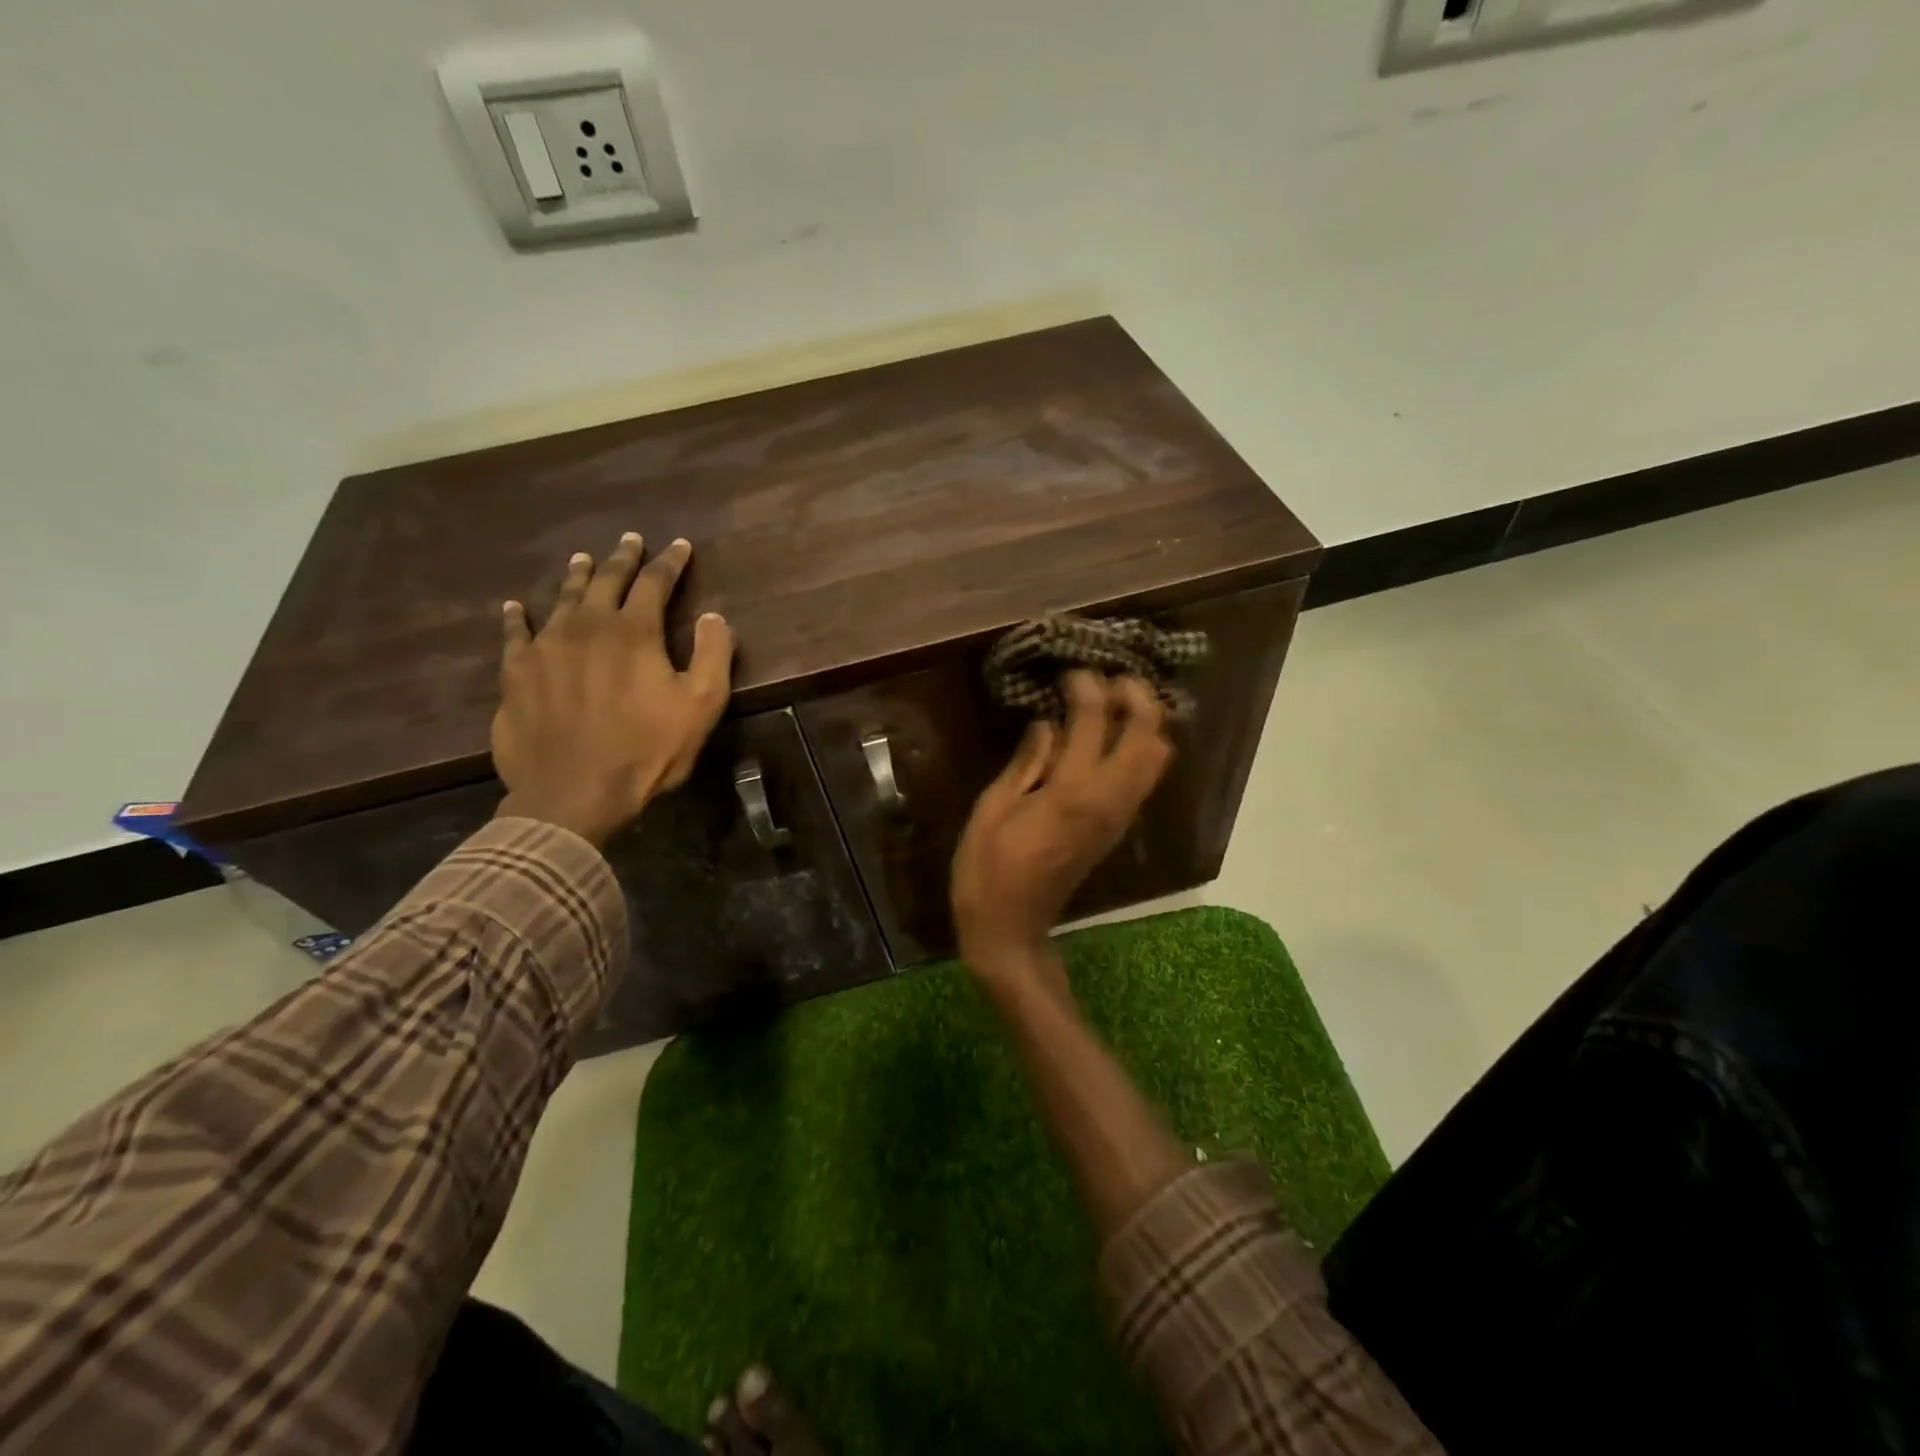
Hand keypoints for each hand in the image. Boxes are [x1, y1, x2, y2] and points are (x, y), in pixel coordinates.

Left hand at [492, 533, 734, 846]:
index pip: (654, 583)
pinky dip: (517, 616)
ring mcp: (545, 647)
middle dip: (622, 558)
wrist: (573, 793)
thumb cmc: (647, 750)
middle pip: (606, 580)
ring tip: (583, 559)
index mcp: (634, 632)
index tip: (680, 547)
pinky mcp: (516, 673)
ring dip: (577, 577)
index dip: (670, 563)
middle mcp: (586, 626)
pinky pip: (515, 634)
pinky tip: (516, 606)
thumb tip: (713, 616)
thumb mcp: (702, 705)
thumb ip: (713, 654)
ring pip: (562, 599)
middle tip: (630, 540)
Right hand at [951, 671, 1173, 982]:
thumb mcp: (993, 808)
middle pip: (1150, 733)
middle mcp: (1110, 798)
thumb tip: (1047, 725)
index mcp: (1073, 790)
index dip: (1086, 686)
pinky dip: (1139, 747)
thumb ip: (1027, 762)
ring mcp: (1120, 815)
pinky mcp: (1118, 828)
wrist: (1012, 928)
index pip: (1095, 719)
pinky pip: (1145, 778)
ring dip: (1143, 721)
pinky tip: (1107, 739)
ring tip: (1111, 705)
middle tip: (1108, 679)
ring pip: (1158, 756)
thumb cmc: (988, 869)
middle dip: (1135, 695)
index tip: (1070, 671)